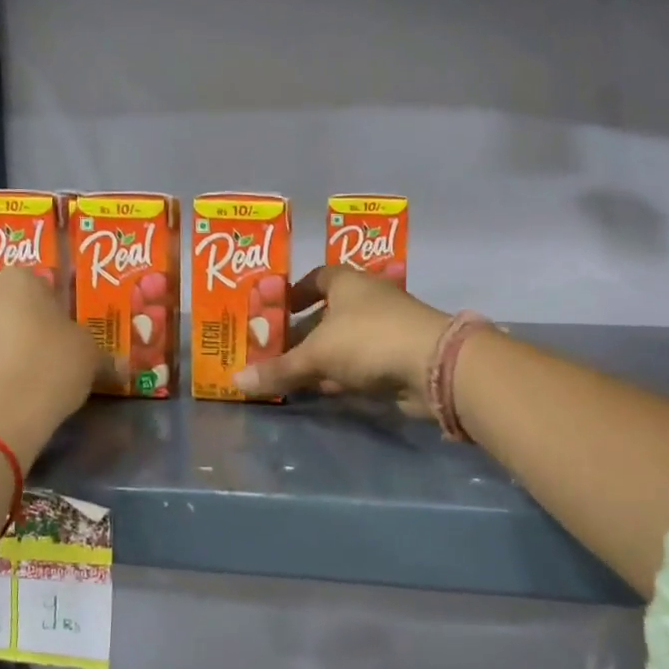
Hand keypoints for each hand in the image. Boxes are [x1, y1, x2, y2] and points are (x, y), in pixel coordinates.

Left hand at [0, 269, 101, 463]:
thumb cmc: (49, 367)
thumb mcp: (90, 356)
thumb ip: (101, 353)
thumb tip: (116, 365)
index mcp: (18, 278)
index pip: (45, 284)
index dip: (60, 309)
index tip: (71, 333)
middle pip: (16, 305)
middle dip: (32, 324)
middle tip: (56, 352)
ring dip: (14, 346)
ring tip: (36, 375)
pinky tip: (16, 390)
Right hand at [233, 266, 450, 411]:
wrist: (433, 366)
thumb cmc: (368, 340)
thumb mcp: (316, 354)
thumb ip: (278, 369)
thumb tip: (236, 381)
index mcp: (347, 283)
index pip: (316, 277)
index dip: (294, 291)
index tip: (274, 310)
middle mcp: (367, 301)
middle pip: (327, 314)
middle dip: (301, 333)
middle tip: (272, 351)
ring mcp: (384, 330)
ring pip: (342, 343)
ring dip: (319, 358)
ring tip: (286, 375)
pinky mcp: (395, 359)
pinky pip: (358, 365)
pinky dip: (339, 376)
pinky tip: (319, 391)